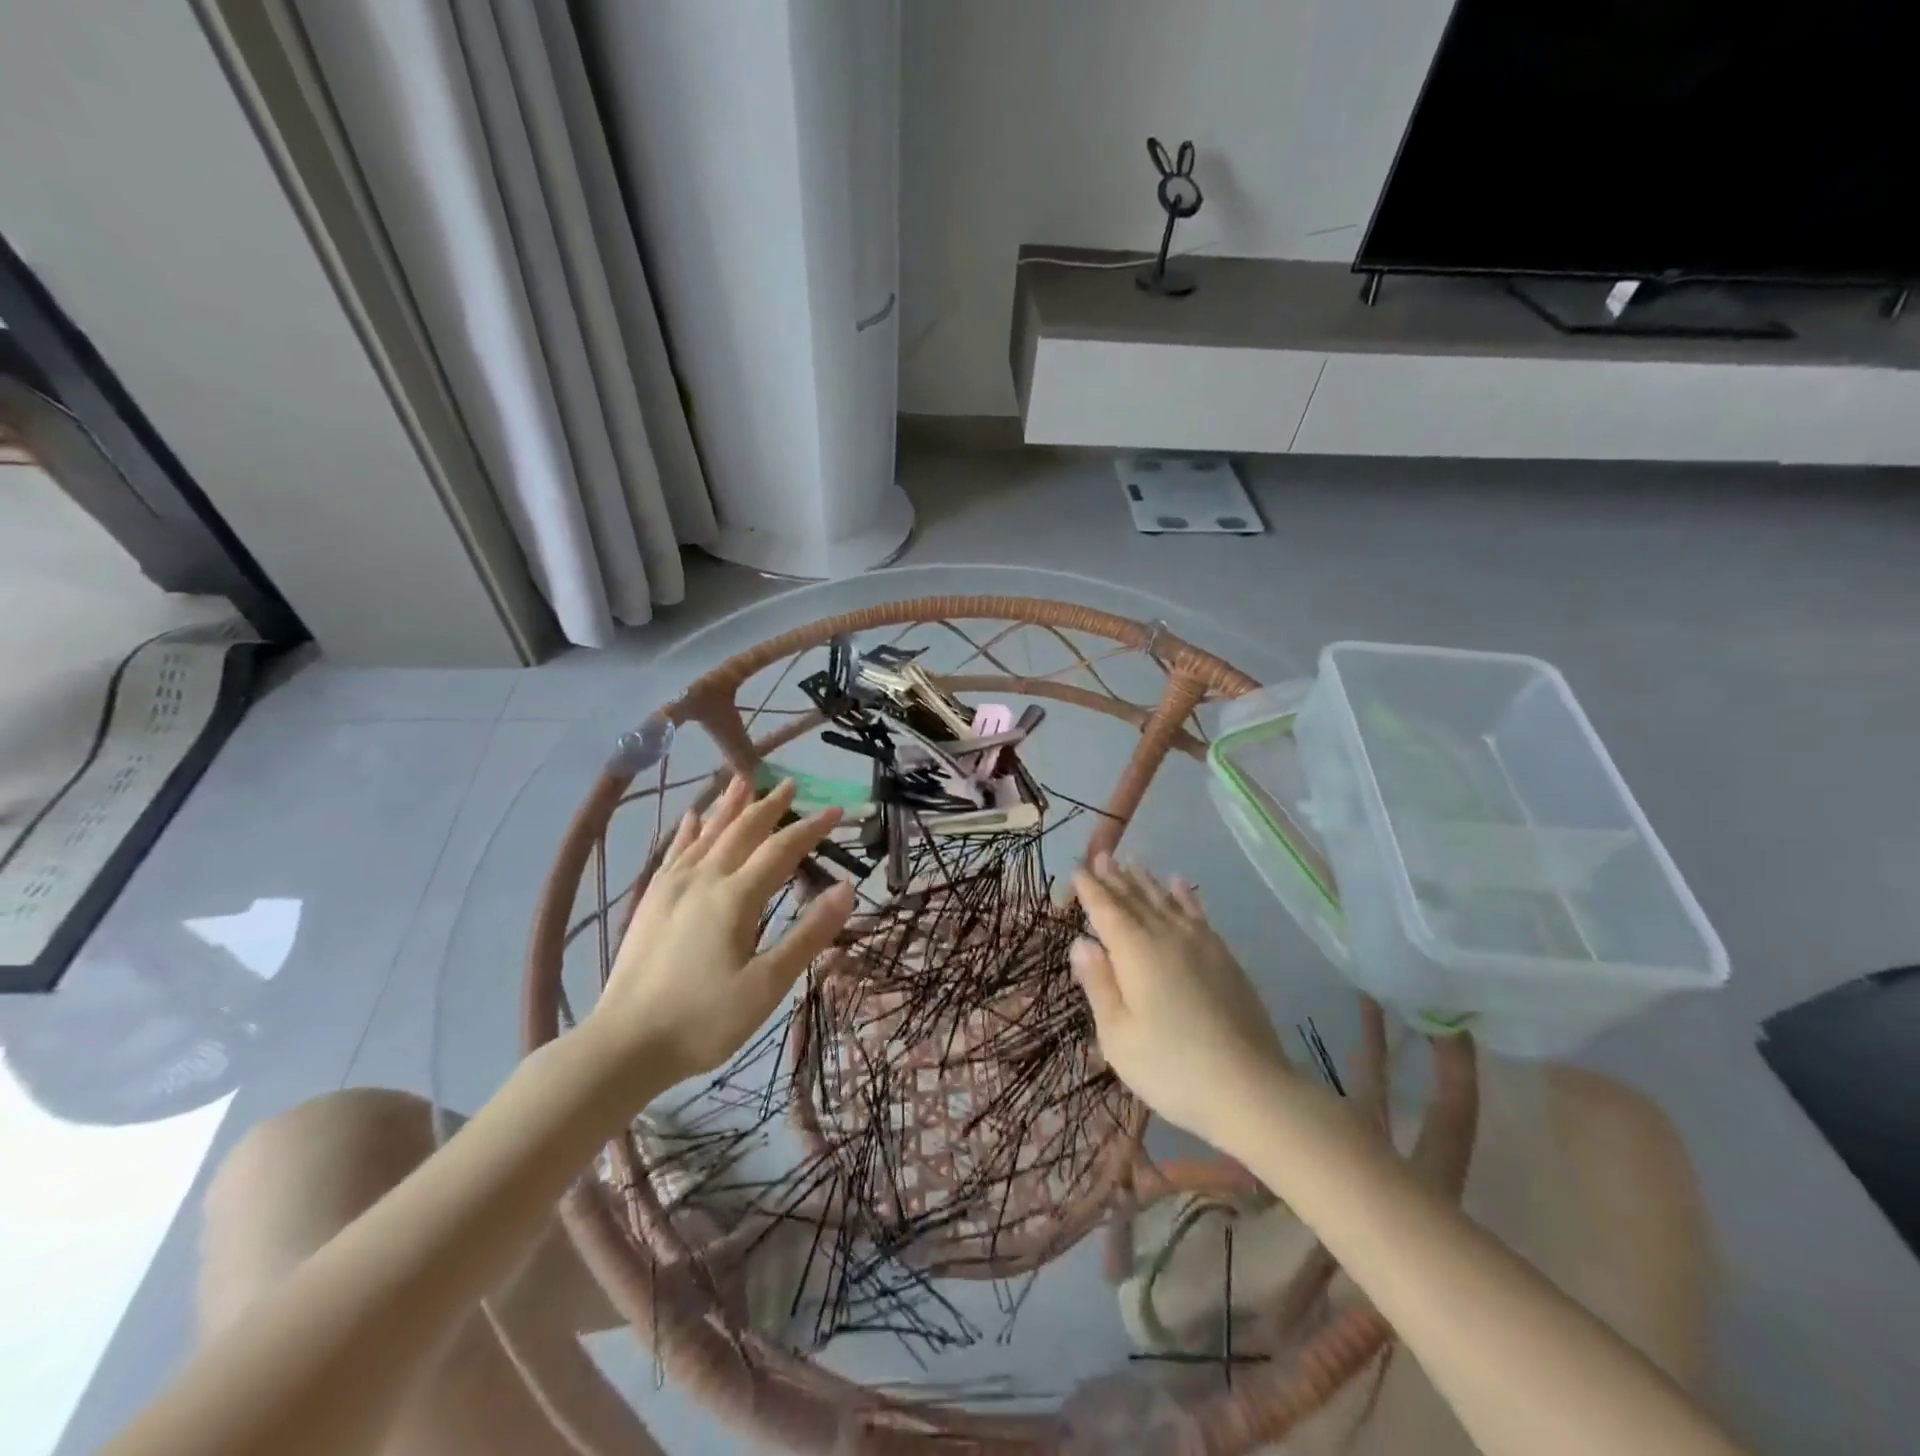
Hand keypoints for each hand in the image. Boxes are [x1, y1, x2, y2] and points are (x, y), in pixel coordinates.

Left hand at [594, 777, 854, 1083]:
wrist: (624, 1045)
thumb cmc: (703, 1020)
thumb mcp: (767, 985)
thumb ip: (808, 934)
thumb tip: (846, 887)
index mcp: (735, 898)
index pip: (781, 850)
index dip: (811, 828)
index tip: (836, 811)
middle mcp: (703, 880)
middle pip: (742, 831)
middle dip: (770, 806)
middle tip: (791, 784)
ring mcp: (672, 888)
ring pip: (707, 833)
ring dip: (730, 806)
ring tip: (744, 781)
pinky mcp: (651, 902)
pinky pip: (675, 851)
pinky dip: (690, 830)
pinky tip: (694, 817)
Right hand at [1070, 854, 1291, 1147]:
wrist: (1250, 1088)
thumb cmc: (1171, 1068)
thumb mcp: (1118, 1036)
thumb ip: (1099, 984)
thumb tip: (1082, 942)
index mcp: (1134, 952)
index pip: (1106, 911)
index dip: (1090, 890)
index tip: (1078, 869)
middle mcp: (1166, 936)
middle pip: (1136, 899)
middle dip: (1115, 877)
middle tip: (1101, 855)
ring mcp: (1201, 944)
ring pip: (1166, 901)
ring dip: (1146, 881)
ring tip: (1132, 862)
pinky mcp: (1225, 957)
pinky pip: (1198, 914)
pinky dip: (1185, 895)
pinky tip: (1180, 884)